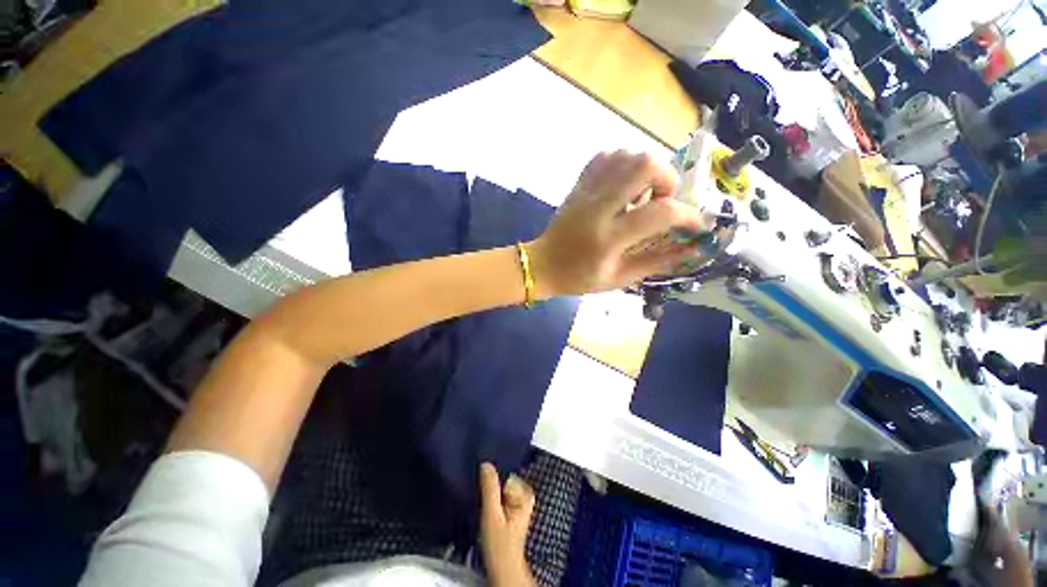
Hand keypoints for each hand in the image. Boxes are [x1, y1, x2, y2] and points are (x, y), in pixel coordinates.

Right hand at [479, 462, 536, 586]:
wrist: (503, 569)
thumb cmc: (500, 547)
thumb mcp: (491, 515)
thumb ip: (490, 488)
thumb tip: (486, 463)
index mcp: (525, 492)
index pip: (504, 474)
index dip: (491, 482)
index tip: (482, 491)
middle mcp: (525, 493)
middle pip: (501, 479)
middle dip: (491, 489)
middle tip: (485, 507)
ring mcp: (519, 501)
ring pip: (499, 487)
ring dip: (490, 495)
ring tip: (487, 512)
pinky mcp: (512, 508)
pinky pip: (498, 495)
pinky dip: (492, 501)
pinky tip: (488, 514)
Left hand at [528, 150, 702, 296]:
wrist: (542, 265)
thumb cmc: (579, 278)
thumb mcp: (620, 279)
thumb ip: (658, 261)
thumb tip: (695, 248)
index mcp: (609, 238)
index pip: (661, 212)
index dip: (688, 215)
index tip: (695, 224)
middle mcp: (598, 207)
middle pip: (644, 165)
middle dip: (667, 178)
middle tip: (663, 200)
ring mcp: (585, 192)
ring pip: (626, 154)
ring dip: (646, 169)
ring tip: (643, 193)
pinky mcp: (578, 185)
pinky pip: (606, 156)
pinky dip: (623, 163)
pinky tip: (624, 184)